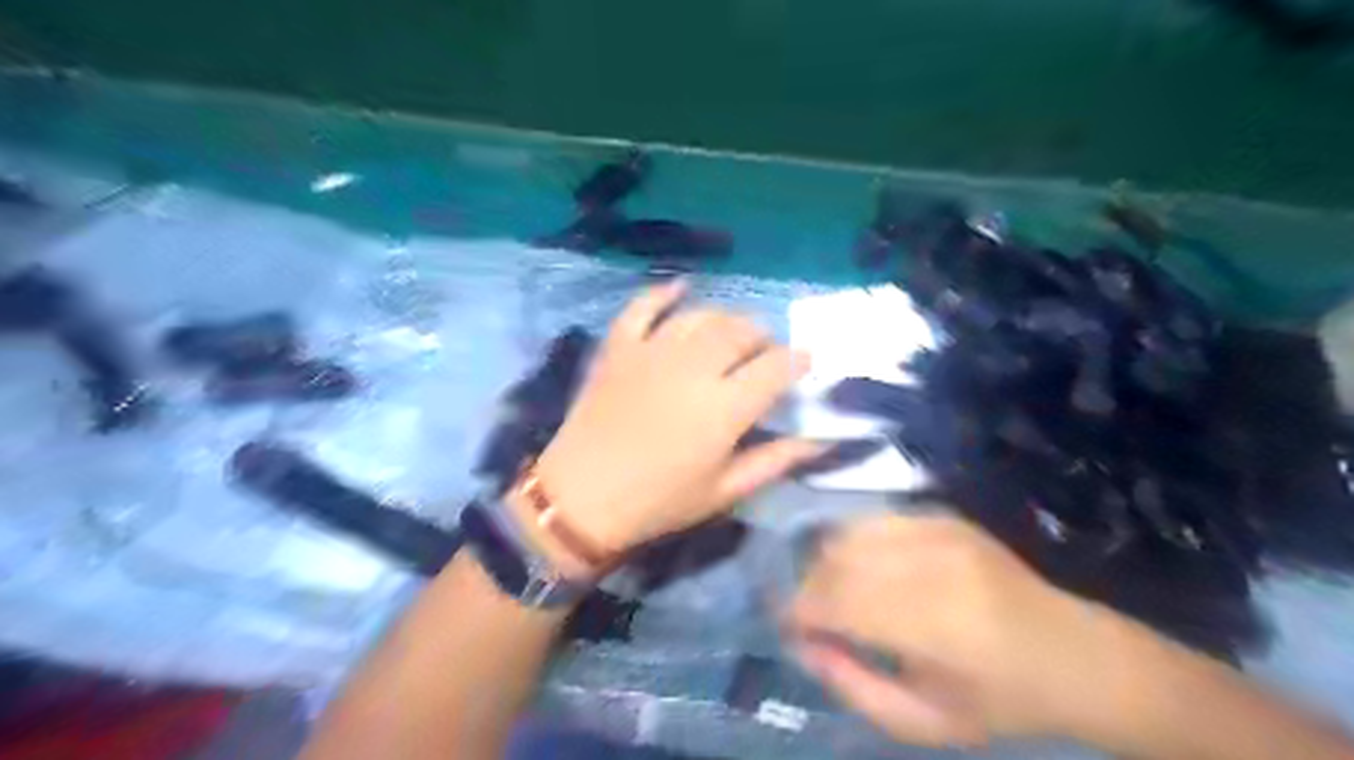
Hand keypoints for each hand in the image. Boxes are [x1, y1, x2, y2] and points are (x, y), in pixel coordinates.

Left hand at [535, 279, 817, 557]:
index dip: (798, 361)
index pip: (776, 367)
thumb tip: (819, 442)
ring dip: (725, 318)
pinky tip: (681, 289)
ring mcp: (652, 351)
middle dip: (763, 337)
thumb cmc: (659, 502)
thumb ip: (774, 461)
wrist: (581, 499)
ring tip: (731, 333)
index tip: (804, 363)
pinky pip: (643, 306)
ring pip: (701, 316)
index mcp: (725, 407)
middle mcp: (694, 367)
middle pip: (741, 331)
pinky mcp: (619, 347)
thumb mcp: (724, 492)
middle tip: (766, 352)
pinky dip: (664, 293)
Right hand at [785, 510, 1122, 748]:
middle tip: (813, 615)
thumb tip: (801, 645)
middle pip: (836, 559)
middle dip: (810, 586)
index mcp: (932, 623)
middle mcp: (931, 564)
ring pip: (849, 532)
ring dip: (829, 561)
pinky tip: (867, 568)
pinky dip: (857, 542)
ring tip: (838, 591)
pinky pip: (875, 520)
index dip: (800, 612)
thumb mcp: (925, 722)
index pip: (835, 601)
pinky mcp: (944, 516)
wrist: (1074, 654)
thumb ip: (853, 687)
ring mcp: (939, 531)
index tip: (792, 630)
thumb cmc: (1000, 701)